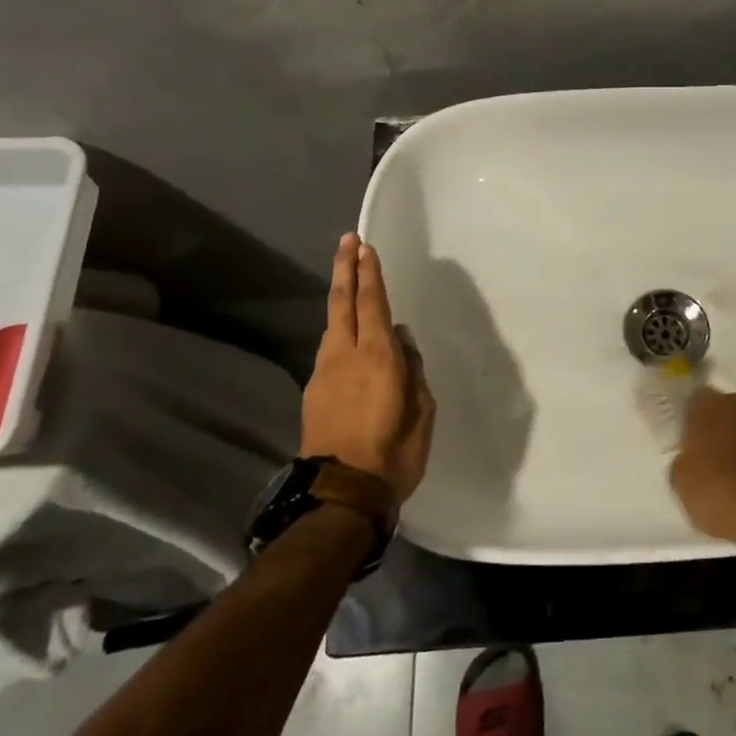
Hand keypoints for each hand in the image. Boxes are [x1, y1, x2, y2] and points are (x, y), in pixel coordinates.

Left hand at [301, 234, 435, 504]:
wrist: (341, 494)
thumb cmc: (394, 453)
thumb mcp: (422, 411)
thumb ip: (412, 369)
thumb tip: (401, 340)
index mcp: (378, 357)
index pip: (373, 304)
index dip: (370, 274)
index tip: (365, 247)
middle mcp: (346, 355)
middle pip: (342, 303)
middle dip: (346, 270)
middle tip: (347, 242)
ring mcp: (324, 372)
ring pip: (332, 325)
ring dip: (341, 299)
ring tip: (349, 282)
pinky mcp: (314, 391)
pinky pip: (330, 349)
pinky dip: (339, 331)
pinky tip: (348, 335)